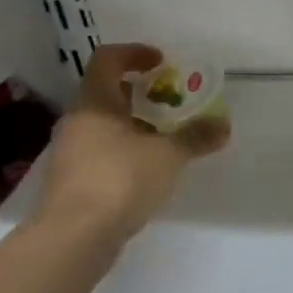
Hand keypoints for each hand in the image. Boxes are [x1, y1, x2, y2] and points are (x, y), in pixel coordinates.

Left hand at [36, 43, 229, 259]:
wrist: (73, 238)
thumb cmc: (119, 180)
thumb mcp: (167, 156)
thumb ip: (195, 137)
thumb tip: (223, 125)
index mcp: (95, 102)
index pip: (107, 59)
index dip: (134, 53)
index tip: (161, 63)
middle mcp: (77, 121)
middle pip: (106, 93)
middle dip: (140, 94)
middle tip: (170, 103)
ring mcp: (69, 153)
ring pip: (103, 126)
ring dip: (133, 126)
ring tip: (164, 140)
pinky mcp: (71, 182)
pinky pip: (99, 154)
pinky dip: (123, 153)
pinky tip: (147, 172)